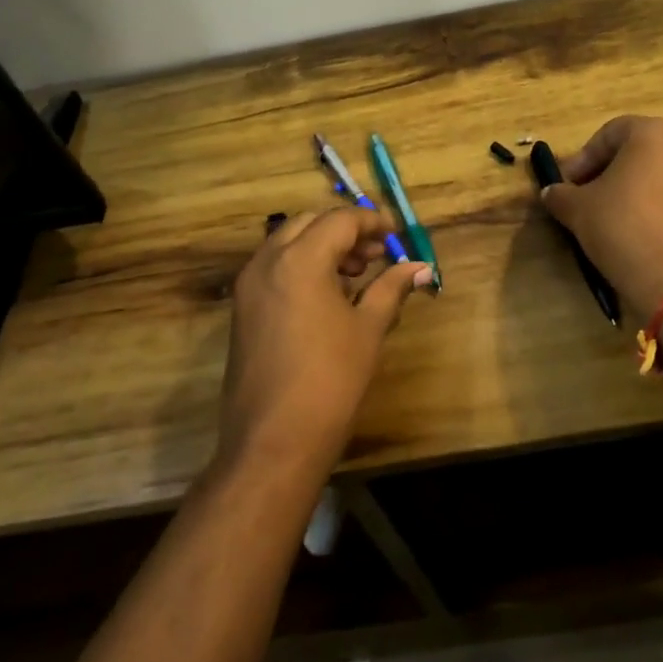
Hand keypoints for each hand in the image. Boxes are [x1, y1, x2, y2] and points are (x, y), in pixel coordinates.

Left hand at [217, 207, 430, 483]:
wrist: (273, 440)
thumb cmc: (330, 380)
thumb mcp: (368, 329)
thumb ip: (392, 288)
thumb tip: (420, 267)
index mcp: (300, 259)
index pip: (339, 220)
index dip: (371, 223)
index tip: (396, 236)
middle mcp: (267, 262)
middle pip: (309, 223)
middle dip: (344, 231)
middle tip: (376, 254)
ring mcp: (248, 285)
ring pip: (287, 243)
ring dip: (321, 246)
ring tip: (356, 275)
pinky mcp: (242, 309)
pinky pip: (273, 268)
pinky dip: (301, 266)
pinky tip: (327, 296)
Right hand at [540, 116, 662, 313]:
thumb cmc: (622, 227)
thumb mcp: (577, 210)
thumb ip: (561, 195)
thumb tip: (552, 193)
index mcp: (654, 134)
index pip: (611, 132)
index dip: (585, 158)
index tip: (570, 185)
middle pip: (646, 153)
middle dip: (618, 174)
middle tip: (595, 203)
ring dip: (649, 195)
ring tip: (628, 225)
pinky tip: (657, 241)